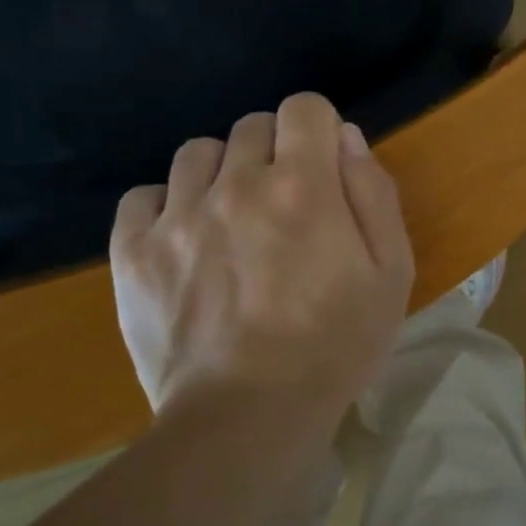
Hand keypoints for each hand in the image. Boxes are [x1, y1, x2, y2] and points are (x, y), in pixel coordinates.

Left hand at [110, 94, 414, 429]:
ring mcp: (177, 216)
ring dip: (222, 172)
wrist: (248, 417)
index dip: (319, 129)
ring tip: (232, 219)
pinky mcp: (133, 253)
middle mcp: (236, 184)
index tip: (324, 167)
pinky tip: (185, 239)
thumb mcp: (391, 273)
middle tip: (286, 204)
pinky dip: (166, 206)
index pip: (305, 107)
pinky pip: (142, 196)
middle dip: (275, 151)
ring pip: (197, 153)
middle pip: (251, 126)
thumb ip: (374, 194)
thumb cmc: (336, 347)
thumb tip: (347, 138)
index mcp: (303, 186)